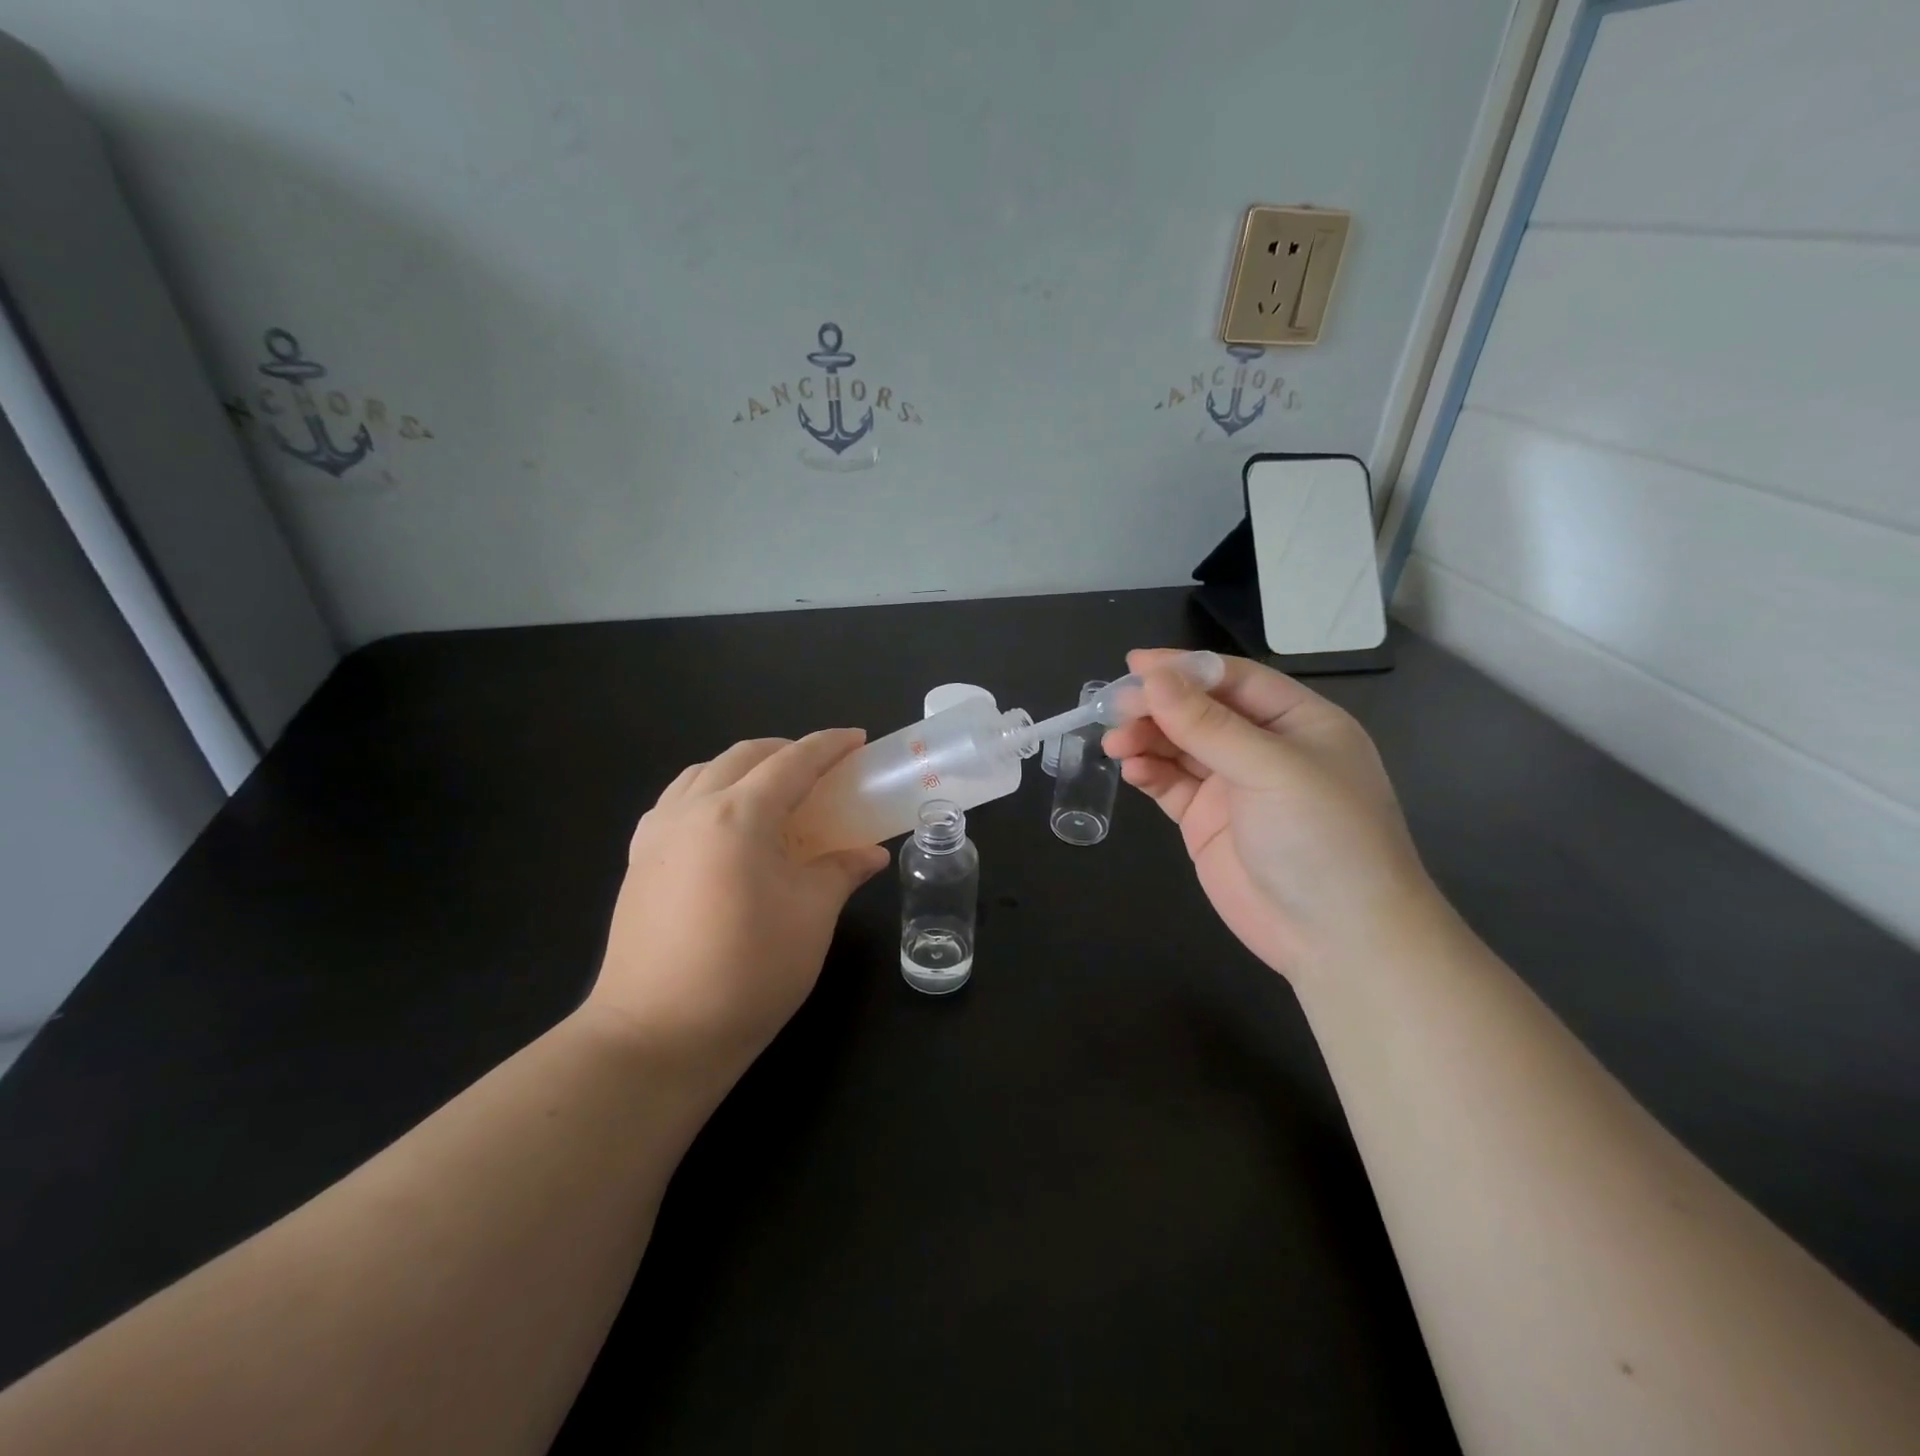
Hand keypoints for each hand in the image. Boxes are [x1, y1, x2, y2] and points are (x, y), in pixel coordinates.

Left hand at [583, 732, 889, 1086]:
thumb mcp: (812, 916)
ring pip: (704, 773)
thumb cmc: (748, 972)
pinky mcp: (639, 860)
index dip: (829, 746)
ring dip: (745, 767)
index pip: (792, 762)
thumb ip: (841, 871)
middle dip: (787, 750)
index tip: (858, 739)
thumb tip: (870, 854)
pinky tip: (726, 823)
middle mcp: (691, 809)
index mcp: (738, 815)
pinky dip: (710, 792)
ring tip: (775, 791)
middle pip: (744, 756)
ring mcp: (657, 833)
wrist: (658, 1036)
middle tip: (823, 768)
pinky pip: (677, 801)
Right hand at [1102, 650, 1435, 978]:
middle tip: (1113, 709)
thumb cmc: (1323, 838)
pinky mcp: (1206, 821)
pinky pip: (1170, 784)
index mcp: (1298, 722)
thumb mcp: (1271, 770)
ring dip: (1146, 739)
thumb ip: (1209, 725)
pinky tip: (1132, 770)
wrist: (1338, 939)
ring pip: (1179, 746)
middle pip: (1200, 711)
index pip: (1233, 680)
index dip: (1184, 669)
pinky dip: (1149, 772)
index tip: (1134, 666)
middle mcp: (1264, 748)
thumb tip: (1154, 678)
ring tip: (1115, 742)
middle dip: (1157, 707)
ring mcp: (1233, 786)